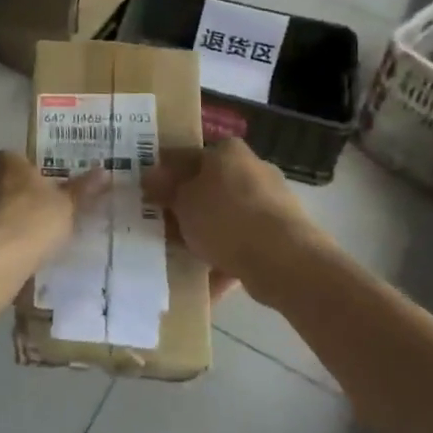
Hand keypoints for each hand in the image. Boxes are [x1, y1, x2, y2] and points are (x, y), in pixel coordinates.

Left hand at [0, 151, 103, 266]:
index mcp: (5, 161)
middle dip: (10, 198)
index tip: (45, 198)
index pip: (17, 161)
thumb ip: (83, 189)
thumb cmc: (32, 222)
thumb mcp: (66, 206)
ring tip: (15, 245)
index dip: (31, 178)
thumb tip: (105, 171)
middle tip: (32, 221)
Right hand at [145, 139, 309, 301]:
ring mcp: (270, 204)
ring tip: (179, 258)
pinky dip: (224, 259)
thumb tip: (150, 176)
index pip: (188, 155)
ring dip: (204, 236)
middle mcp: (252, 170)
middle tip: (160, 227)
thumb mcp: (182, 200)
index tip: (149, 195)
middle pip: (208, 188)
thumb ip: (165, 188)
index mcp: (228, 151)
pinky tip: (203, 280)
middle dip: (186, 208)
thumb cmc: (225, 217)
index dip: (166, 174)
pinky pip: (242, 245)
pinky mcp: (281, 236)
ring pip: (225, 218)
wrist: (284, 260)